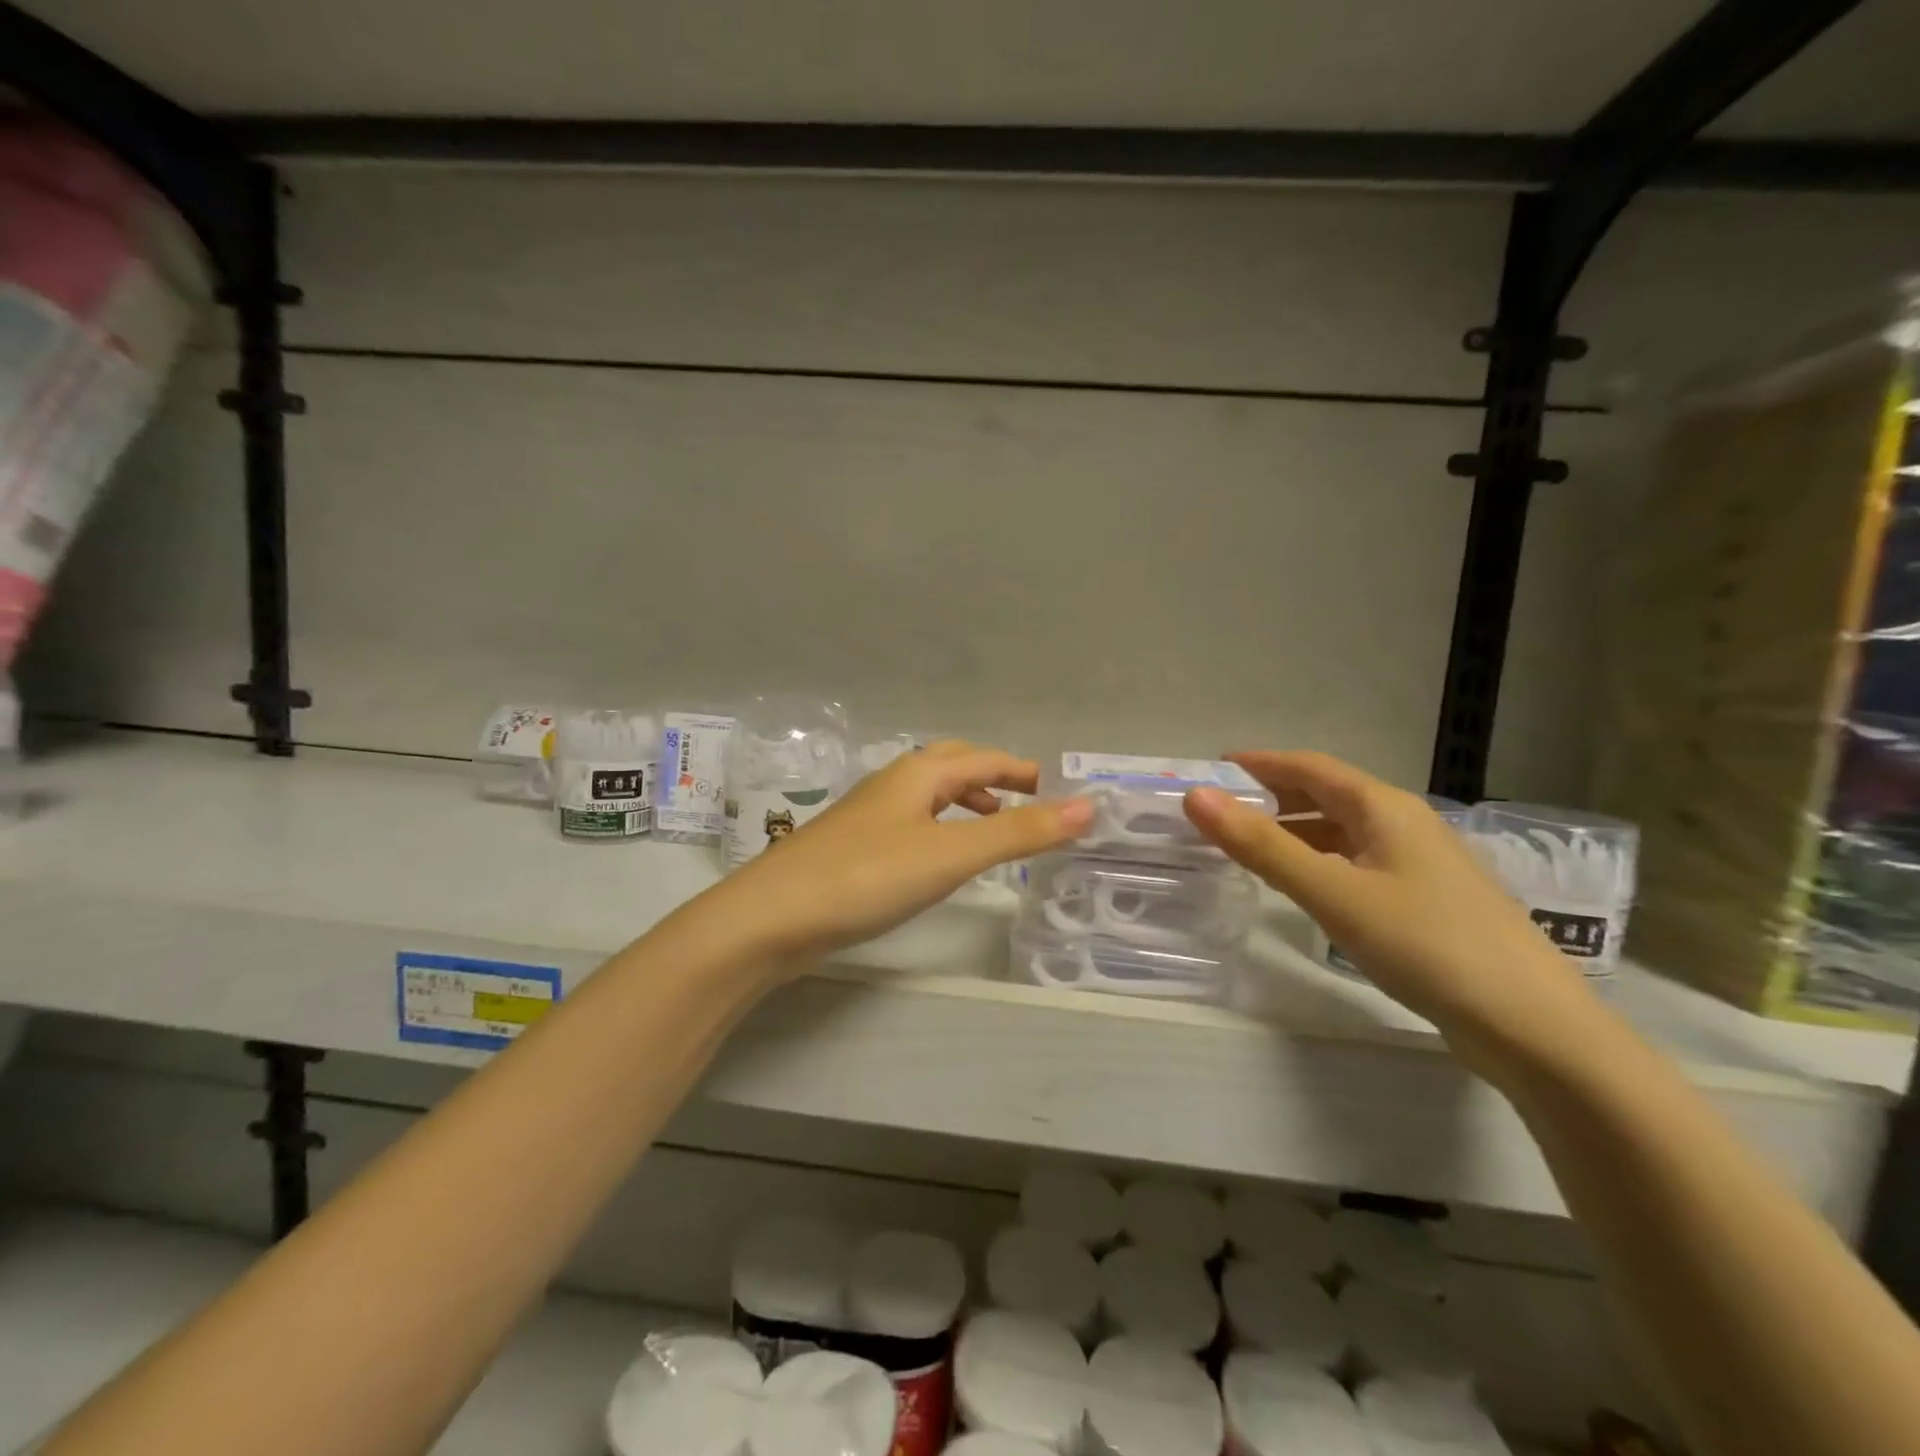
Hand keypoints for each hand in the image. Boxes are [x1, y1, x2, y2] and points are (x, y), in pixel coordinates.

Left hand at [708, 741, 1092, 962]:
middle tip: (1026, 802)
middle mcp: (892, 783)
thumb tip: (1087, 806)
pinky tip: (937, 858)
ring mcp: (868, 814)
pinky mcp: (852, 846)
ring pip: (927, 795)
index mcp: (918, 773)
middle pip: (952, 765)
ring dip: (964, 802)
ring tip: (990, 826)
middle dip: (992, 778)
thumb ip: (1019, 832)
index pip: (983, 759)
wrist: (772, 917)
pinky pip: (910, 821)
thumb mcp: (952, 853)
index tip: (1055, 788)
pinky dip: (939, 827)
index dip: (1022, 770)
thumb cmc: (867, 877)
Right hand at [1183, 751, 1600, 1076]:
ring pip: (1343, 833)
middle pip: (1327, 796)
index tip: (1213, 770)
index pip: (1310, 767)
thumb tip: (1196, 797)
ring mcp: (1420, 865)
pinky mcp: (1426, 903)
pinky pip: (1357, 865)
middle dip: (1273, 799)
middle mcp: (1403, 825)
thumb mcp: (1333, 893)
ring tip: (1248, 850)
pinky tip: (1305, 889)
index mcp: (1384, 808)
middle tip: (1221, 814)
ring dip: (1294, 833)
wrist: (1533, 1027)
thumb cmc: (1426, 945)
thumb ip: (1262, 846)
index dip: (1260, 764)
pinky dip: (1319, 864)